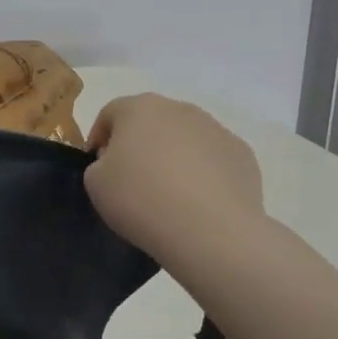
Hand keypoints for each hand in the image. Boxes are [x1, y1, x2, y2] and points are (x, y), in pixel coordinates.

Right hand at [84, 94, 264, 268]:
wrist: (210, 230)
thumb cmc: (141, 199)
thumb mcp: (95, 183)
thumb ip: (99, 164)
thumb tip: (118, 163)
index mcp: (140, 108)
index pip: (110, 113)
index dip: (99, 137)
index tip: (97, 165)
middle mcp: (180, 109)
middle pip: (151, 121)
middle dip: (139, 144)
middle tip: (131, 179)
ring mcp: (216, 129)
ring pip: (185, 138)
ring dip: (172, 157)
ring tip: (168, 194)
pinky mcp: (242, 154)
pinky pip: (212, 159)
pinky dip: (202, 174)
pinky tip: (198, 202)